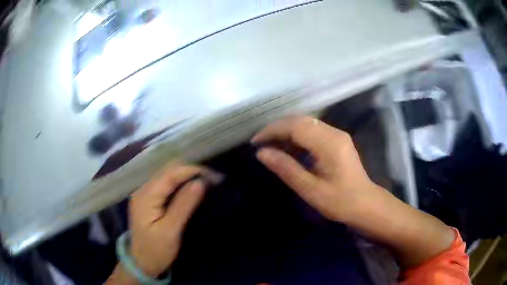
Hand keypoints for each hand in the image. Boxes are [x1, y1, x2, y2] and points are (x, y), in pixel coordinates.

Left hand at [128, 164, 217, 276]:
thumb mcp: (171, 231)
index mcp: (145, 196)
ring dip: (186, 175)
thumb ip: (183, 205)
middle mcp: (142, 189)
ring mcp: (144, 193)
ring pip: (167, 175)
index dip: (192, 170)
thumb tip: (200, 182)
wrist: (141, 263)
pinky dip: (180, 183)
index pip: (170, 173)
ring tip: (206, 181)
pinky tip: (190, 187)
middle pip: (167, 170)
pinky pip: (165, 184)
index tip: (213, 175)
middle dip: (191, 171)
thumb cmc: (156, 251)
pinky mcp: (148, 199)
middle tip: (212, 179)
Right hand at [252, 116, 379, 222]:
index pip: (295, 127)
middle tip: (260, 143)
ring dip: (286, 131)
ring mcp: (337, 135)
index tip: (255, 142)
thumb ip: (286, 169)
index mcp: (329, 144)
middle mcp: (334, 133)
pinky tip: (288, 149)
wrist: (365, 204)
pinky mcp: (337, 140)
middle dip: (277, 128)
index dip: (273, 130)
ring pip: (306, 124)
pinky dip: (297, 136)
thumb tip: (261, 153)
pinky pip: (313, 131)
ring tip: (271, 146)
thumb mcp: (310, 189)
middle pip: (300, 121)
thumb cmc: (340, 202)